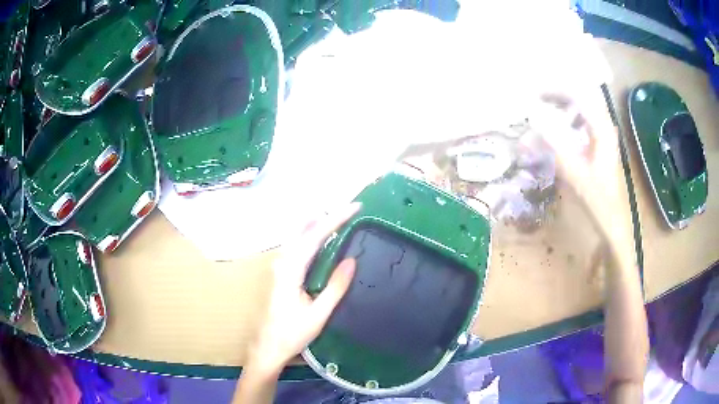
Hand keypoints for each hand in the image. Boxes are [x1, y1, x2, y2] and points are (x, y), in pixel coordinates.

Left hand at [246, 203, 359, 375]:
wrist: (268, 346)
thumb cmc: (292, 333)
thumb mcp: (318, 314)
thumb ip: (335, 286)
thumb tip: (352, 259)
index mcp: (291, 269)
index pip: (315, 236)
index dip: (335, 219)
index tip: (354, 207)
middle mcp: (282, 262)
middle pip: (305, 230)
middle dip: (328, 217)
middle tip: (349, 209)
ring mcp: (280, 266)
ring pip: (299, 236)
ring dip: (318, 223)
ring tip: (338, 215)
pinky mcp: (281, 272)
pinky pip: (297, 246)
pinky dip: (311, 235)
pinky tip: (319, 236)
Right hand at [531, 92, 633, 253]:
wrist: (614, 222)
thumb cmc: (599, 200)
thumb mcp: (575, 173)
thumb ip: (554, 145)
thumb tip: (532, 119)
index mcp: (602, 128)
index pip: (577, 95)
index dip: (554, 89)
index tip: (532, 92)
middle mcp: (603, 125)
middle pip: (579, 97)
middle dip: (555, 94)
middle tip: (533, 98)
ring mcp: (602, 134)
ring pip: (580, 108)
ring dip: (560, 106)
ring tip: (541, 110)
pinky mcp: (598, 144)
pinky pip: (580, 123)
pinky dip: (565, 121)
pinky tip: (555, 130)